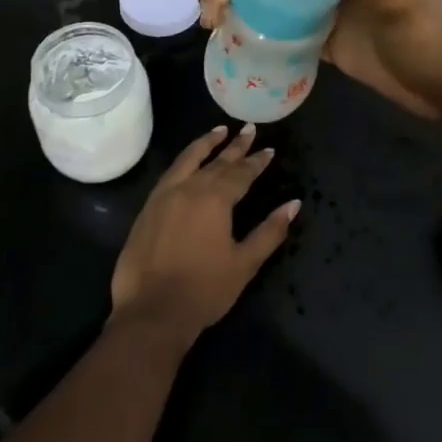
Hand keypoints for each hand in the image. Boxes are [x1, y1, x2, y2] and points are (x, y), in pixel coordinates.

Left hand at [110, 125, 298, 344]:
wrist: (151, 312)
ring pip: (188, 159)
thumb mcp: (244, 263)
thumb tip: (293, 204)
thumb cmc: (204, 290)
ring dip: (206, 143)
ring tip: (219, 130)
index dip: (257, 161)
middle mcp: (190, 188)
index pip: (241, 172)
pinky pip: (170, 172)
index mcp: (215, 199)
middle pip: (217, 161)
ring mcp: (165, 195)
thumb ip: (270, 231)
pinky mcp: (148, 208)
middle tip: (249, 129)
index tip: (269, 149)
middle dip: (236, 146)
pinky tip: (188, 161)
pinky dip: (184, 160)